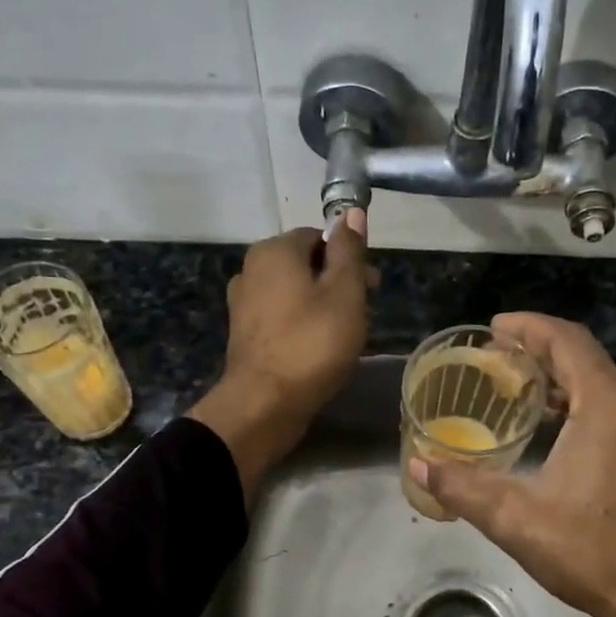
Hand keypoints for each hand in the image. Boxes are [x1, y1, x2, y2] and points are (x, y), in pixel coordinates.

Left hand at [190, 214, 369, 498]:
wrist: (264, 403)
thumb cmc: (312, 344)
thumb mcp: (344, 293)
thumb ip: (349, 251)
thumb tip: (351, 213)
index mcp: (274, 251)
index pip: (319, 237)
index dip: (349, 257)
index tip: (372, 285)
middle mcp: (251, 269)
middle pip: (305, 264)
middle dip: (337, 281)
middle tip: (364, 312)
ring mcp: (243, 303)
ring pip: (293, 292)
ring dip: (321, 304)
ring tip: (344, 333)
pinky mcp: (244, 334)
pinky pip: (281, 317)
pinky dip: (302, 324)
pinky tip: (318, 348)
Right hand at [407, 312, 615, 616]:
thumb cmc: (594, 553)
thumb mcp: (518, 520)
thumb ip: (462, 486)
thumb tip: (417, 462)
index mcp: (612, 403)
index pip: (566, 340)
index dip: (527, 327)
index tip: (493, 327)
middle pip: (586, 357)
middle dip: (540, 353)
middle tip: (496, 361)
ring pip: (606, 380)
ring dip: (564, 379)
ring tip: (520, 391)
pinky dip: (589, 401)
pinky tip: (561, 424)